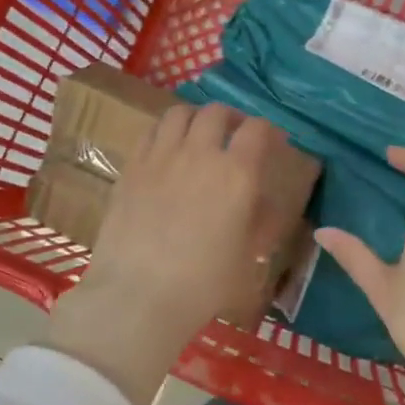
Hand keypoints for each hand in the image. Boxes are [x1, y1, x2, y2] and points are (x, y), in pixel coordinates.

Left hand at [47, 104, 291, 404]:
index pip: (258, 129)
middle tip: (235, 134)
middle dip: (232, 118)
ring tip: (198, 135)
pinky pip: (150, 132)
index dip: (269, 130)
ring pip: (180, 113)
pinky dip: (165, 132)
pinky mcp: (132, 166)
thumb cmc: (204, 283)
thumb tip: (266, 203)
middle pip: (217, 112)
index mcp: (237, 173)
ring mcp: (161, 155)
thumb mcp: (248, 258)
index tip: (273, 142)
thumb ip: (262, 223)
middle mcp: (200, 152)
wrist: (139, 293)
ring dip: (195, 118)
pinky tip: (166, 150)